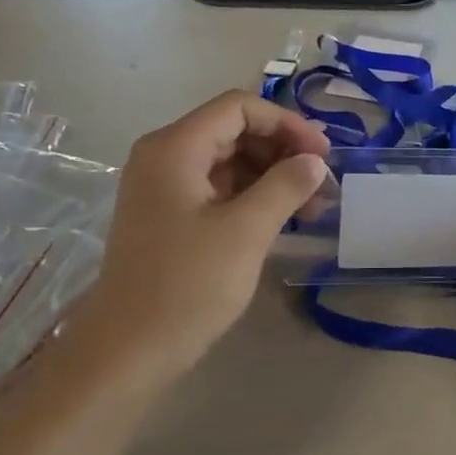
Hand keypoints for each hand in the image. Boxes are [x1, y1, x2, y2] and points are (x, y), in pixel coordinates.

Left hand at [82, 91, 328, 382]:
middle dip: (282, 151)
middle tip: (323, 184)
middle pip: (233, 132)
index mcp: (175, 148)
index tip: (323, 156)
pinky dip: (252, 198)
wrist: (132, 346)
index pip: (238, 108)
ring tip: (313, 206)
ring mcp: (164, 189)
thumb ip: (285, 187)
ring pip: (228, 163)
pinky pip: (218, 191)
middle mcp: (164, 158)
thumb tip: (315, 162)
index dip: (287, 124)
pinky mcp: (170, 218)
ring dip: (272, 177)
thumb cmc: (188, 284)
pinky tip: (283, 220)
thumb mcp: (246, 232)